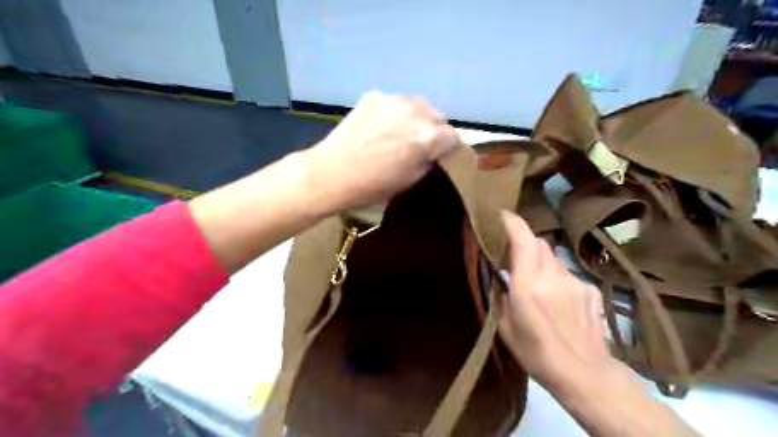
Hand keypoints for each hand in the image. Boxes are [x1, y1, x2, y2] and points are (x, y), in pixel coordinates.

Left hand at [300, 90, 456, 209]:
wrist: (331, 173)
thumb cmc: (373, 186)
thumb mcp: (410, 180)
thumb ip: (429, 161)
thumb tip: (433, 153)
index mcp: (428, 136)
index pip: (453, 136)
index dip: (447, 149)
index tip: (437, 156)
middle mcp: (416, 111)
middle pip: (438, 117)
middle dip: (433, 131)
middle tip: (418, 146)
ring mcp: (393, 100)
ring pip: (418, 106)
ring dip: (416, 119)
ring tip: (400, 134)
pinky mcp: (374, 96)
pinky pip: (396, 103)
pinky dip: (395, 113)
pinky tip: (380, 127)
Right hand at [498, 209, 623, 389]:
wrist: (584, 373)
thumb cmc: (536, 353)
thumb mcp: (504, 327)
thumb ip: (500, 296)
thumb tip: (500, 278)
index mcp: (527, 285)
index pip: (522, 240)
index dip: (512, 223)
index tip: (502, 216)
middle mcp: (552, 276)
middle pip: (539, 244)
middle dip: (525, 244)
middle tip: (515, 258)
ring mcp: (575, 282)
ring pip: (554, 258)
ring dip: (542, 263)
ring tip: (539, 285)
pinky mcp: (590, 290)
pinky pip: (569, 275)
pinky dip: (559, 279)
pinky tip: (560, 302)